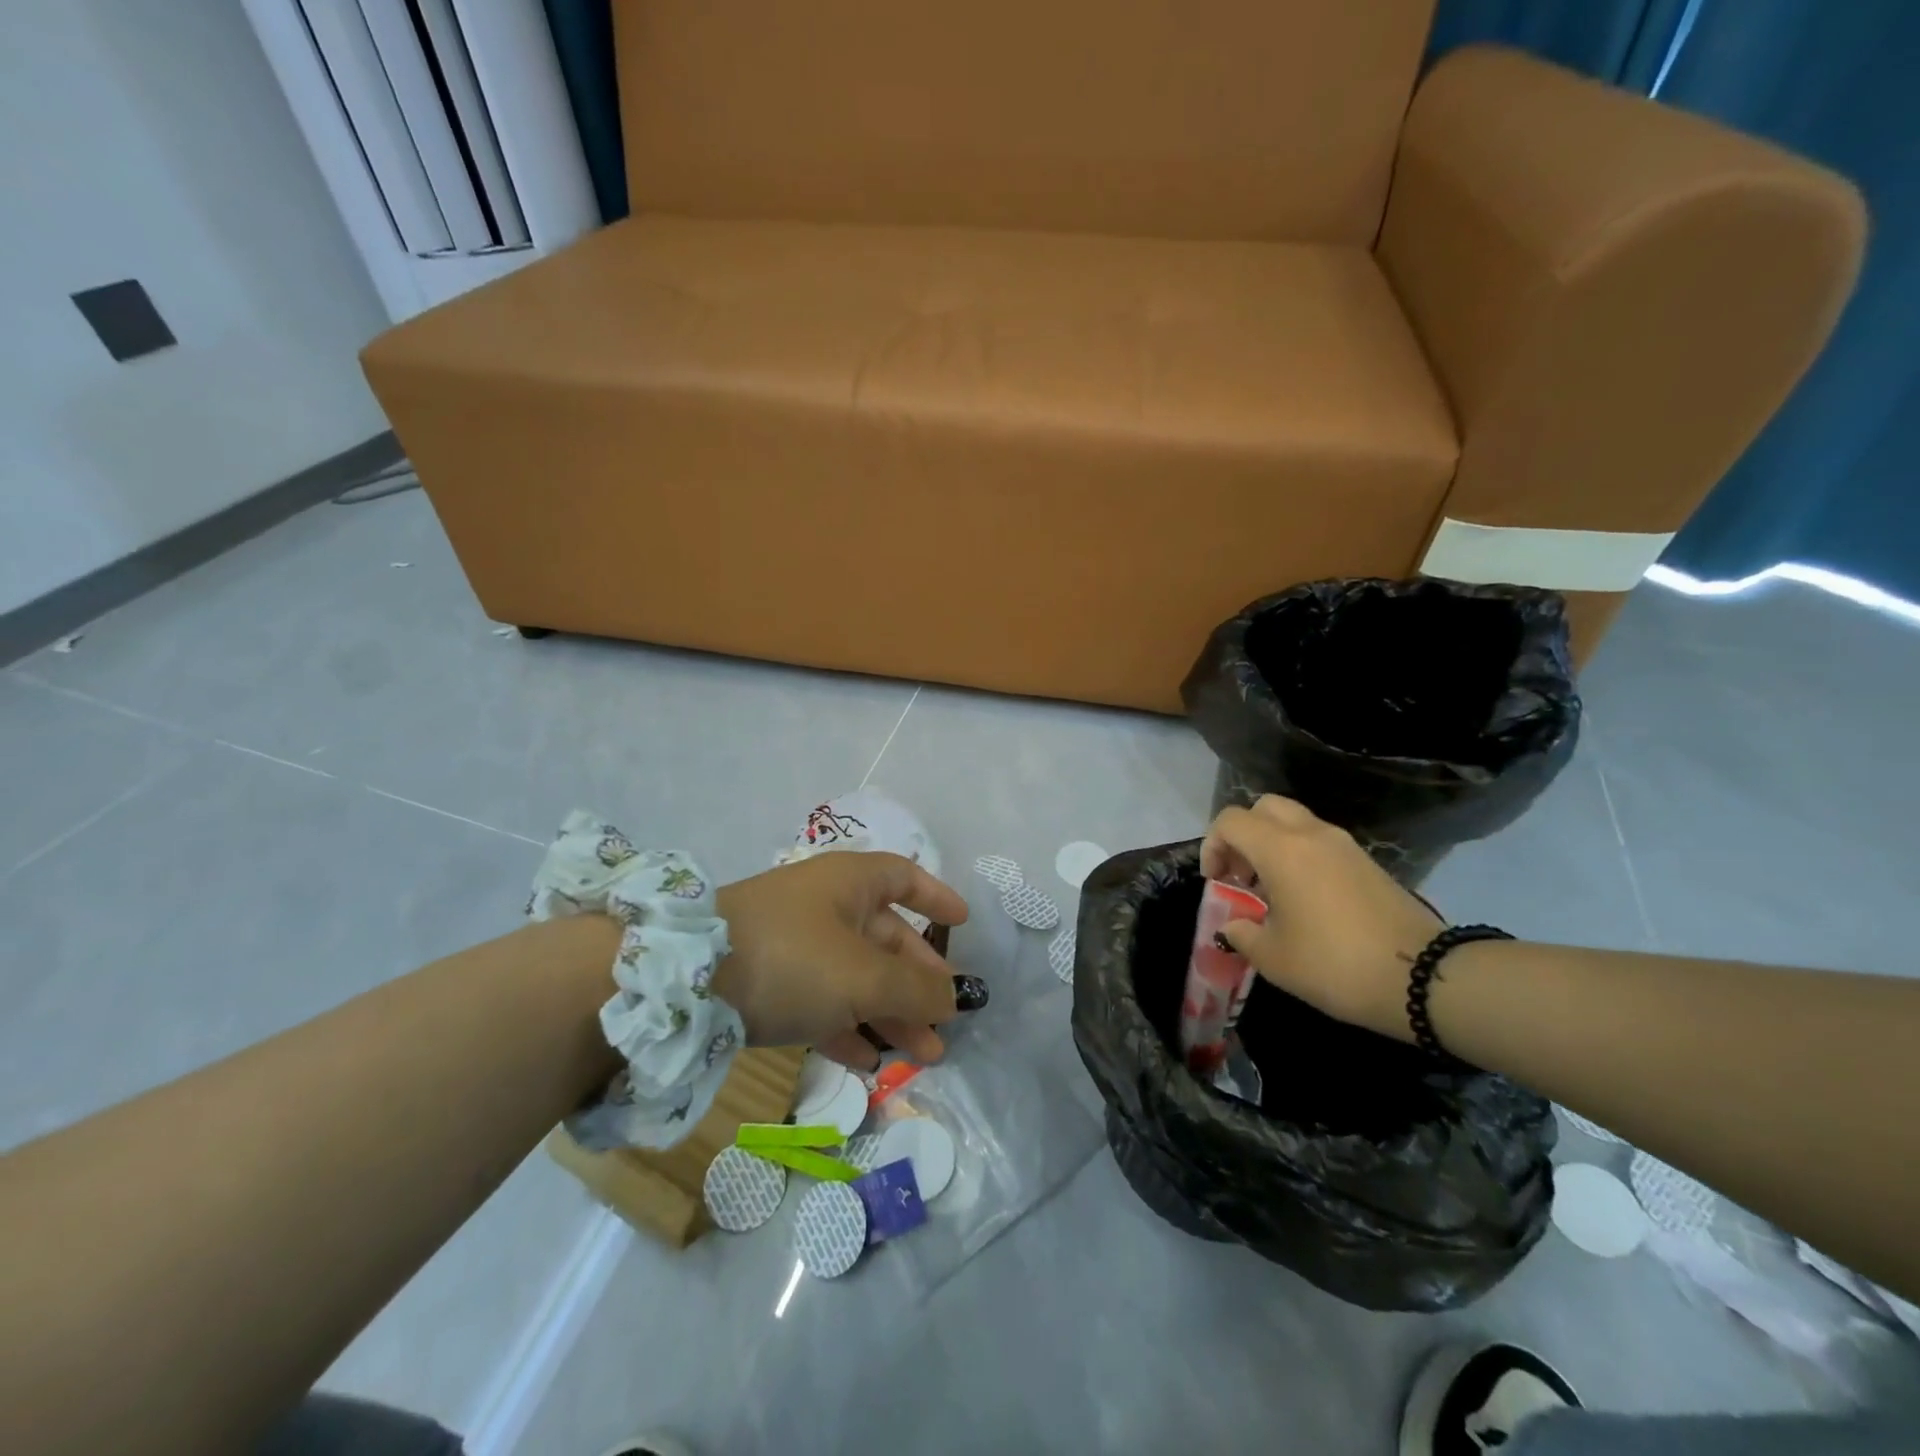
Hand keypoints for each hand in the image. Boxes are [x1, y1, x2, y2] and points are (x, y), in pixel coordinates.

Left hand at [713, 851, 970, 1069]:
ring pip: (857, 977)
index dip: (936, 898)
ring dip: (891, 1014)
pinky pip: (823, 1003)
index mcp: (850, 883)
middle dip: (919, 981)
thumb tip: (953, 997)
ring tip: (923, 1056)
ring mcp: (795, 946)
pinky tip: (869, 1064)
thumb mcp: (863, 975)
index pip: (904, 878)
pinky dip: (849, 1028)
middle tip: (946, 1021)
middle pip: (886, 939)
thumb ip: (915, 988)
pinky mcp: (770, 983)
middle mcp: (825, 907)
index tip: (963, 924)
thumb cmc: (791, 958)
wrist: (682, 984)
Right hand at [1201, 796, 1441, 1041]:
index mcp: (1281, 850)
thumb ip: (1242, 934)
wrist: (1425, 977)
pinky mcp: (1367, 862)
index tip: (1217, 882)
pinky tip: (1304, 900)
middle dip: (1243, 835)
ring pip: (1295, 822)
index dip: (1212, 845)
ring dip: (1272, 845)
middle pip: (1264, 807)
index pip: (1231, 821)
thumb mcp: (1273, 958)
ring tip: (1271, 891)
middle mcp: (1311, 835)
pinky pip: (1320, 842)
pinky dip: (1300, 856)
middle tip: (1241, 874)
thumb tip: (1235, 925)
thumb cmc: (1335, 964)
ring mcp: (1344, 845)